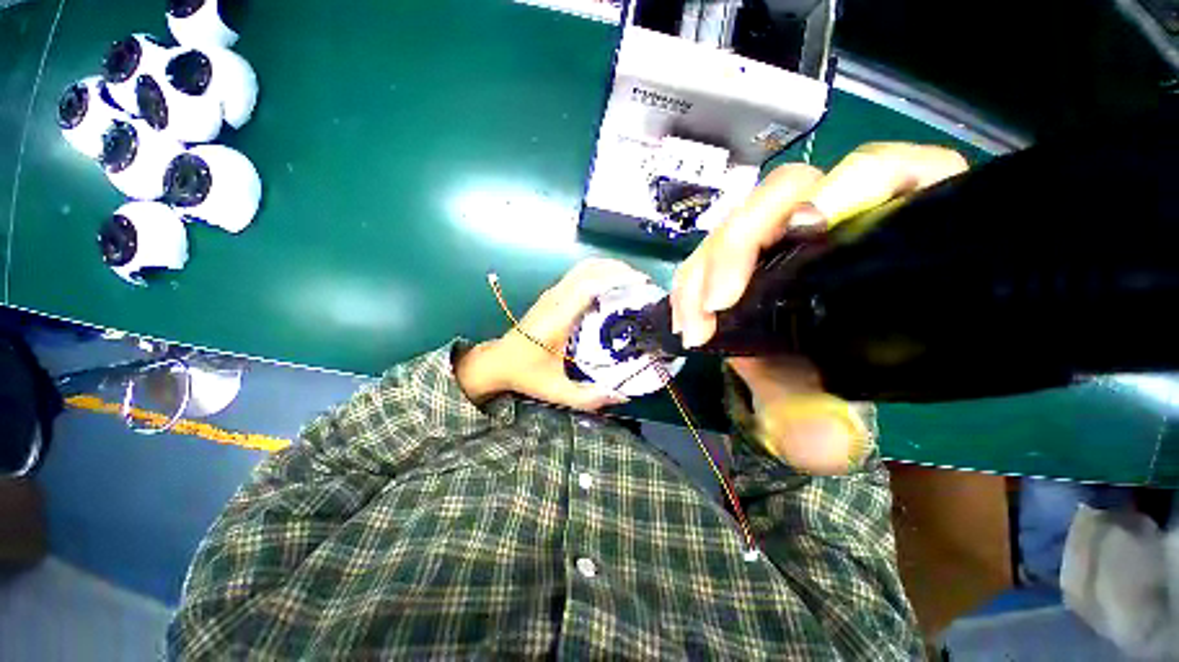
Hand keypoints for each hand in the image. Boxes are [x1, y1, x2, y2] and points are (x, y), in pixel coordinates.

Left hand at [457, 258, 650, 410]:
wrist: (499, 360)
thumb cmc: (527, 374)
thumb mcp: (556, 391)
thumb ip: (588, 398)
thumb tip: (622, 397)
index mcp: (558, 319)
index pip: (588, 287)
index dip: (615, 279)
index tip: (641, 284)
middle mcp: (555, 299)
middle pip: (589, 270)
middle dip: (619, 270)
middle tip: (644, 284)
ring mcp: (552, 293)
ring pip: (583, 267)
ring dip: (610, 268)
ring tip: (633, 282)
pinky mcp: (552, 293)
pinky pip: (579, 273)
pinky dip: (599, 272)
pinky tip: (612, 286)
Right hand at [673, 143, 968, 472]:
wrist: (801, 364)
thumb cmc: (833, 364)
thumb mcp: (829, 388)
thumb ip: (826, 414)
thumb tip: (828, 443)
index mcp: (888, 225)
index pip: (886, 170)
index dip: (851, 186)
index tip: (806, 231)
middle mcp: (832, 213)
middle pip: (787, 191)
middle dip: (740, 245)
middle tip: (714, 308)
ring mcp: (777, 229)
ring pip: (738, 220)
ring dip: (706, 266)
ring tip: (694, 321)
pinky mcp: (743, 249)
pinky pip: (711, 246)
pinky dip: (692, 277)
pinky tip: (687, 315)